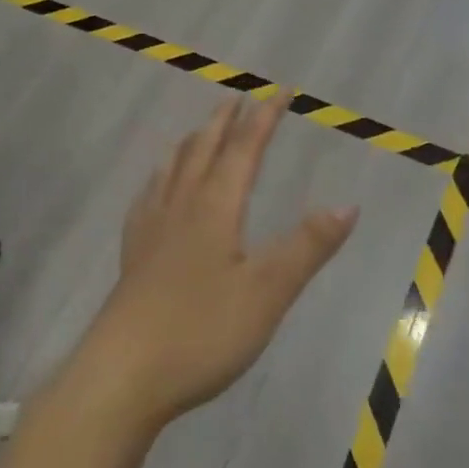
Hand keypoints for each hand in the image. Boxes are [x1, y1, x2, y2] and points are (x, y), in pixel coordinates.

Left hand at [72, 94, 357, 438]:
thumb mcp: (268, 293)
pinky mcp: (133, 257)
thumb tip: (348, 204)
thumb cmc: (201, 332)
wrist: (121, 377)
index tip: (282, 90)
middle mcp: (181, 207)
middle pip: (204, 149)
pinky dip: (159, 179)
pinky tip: (155, 189)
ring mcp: (151, 231)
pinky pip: (147, 199)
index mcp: (215, 208)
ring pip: (173, 169)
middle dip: (225, 121)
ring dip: (192, 142)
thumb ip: (307, 247)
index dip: (265, 117)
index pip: (245, 148)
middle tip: (238, 97)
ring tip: (200, 130)